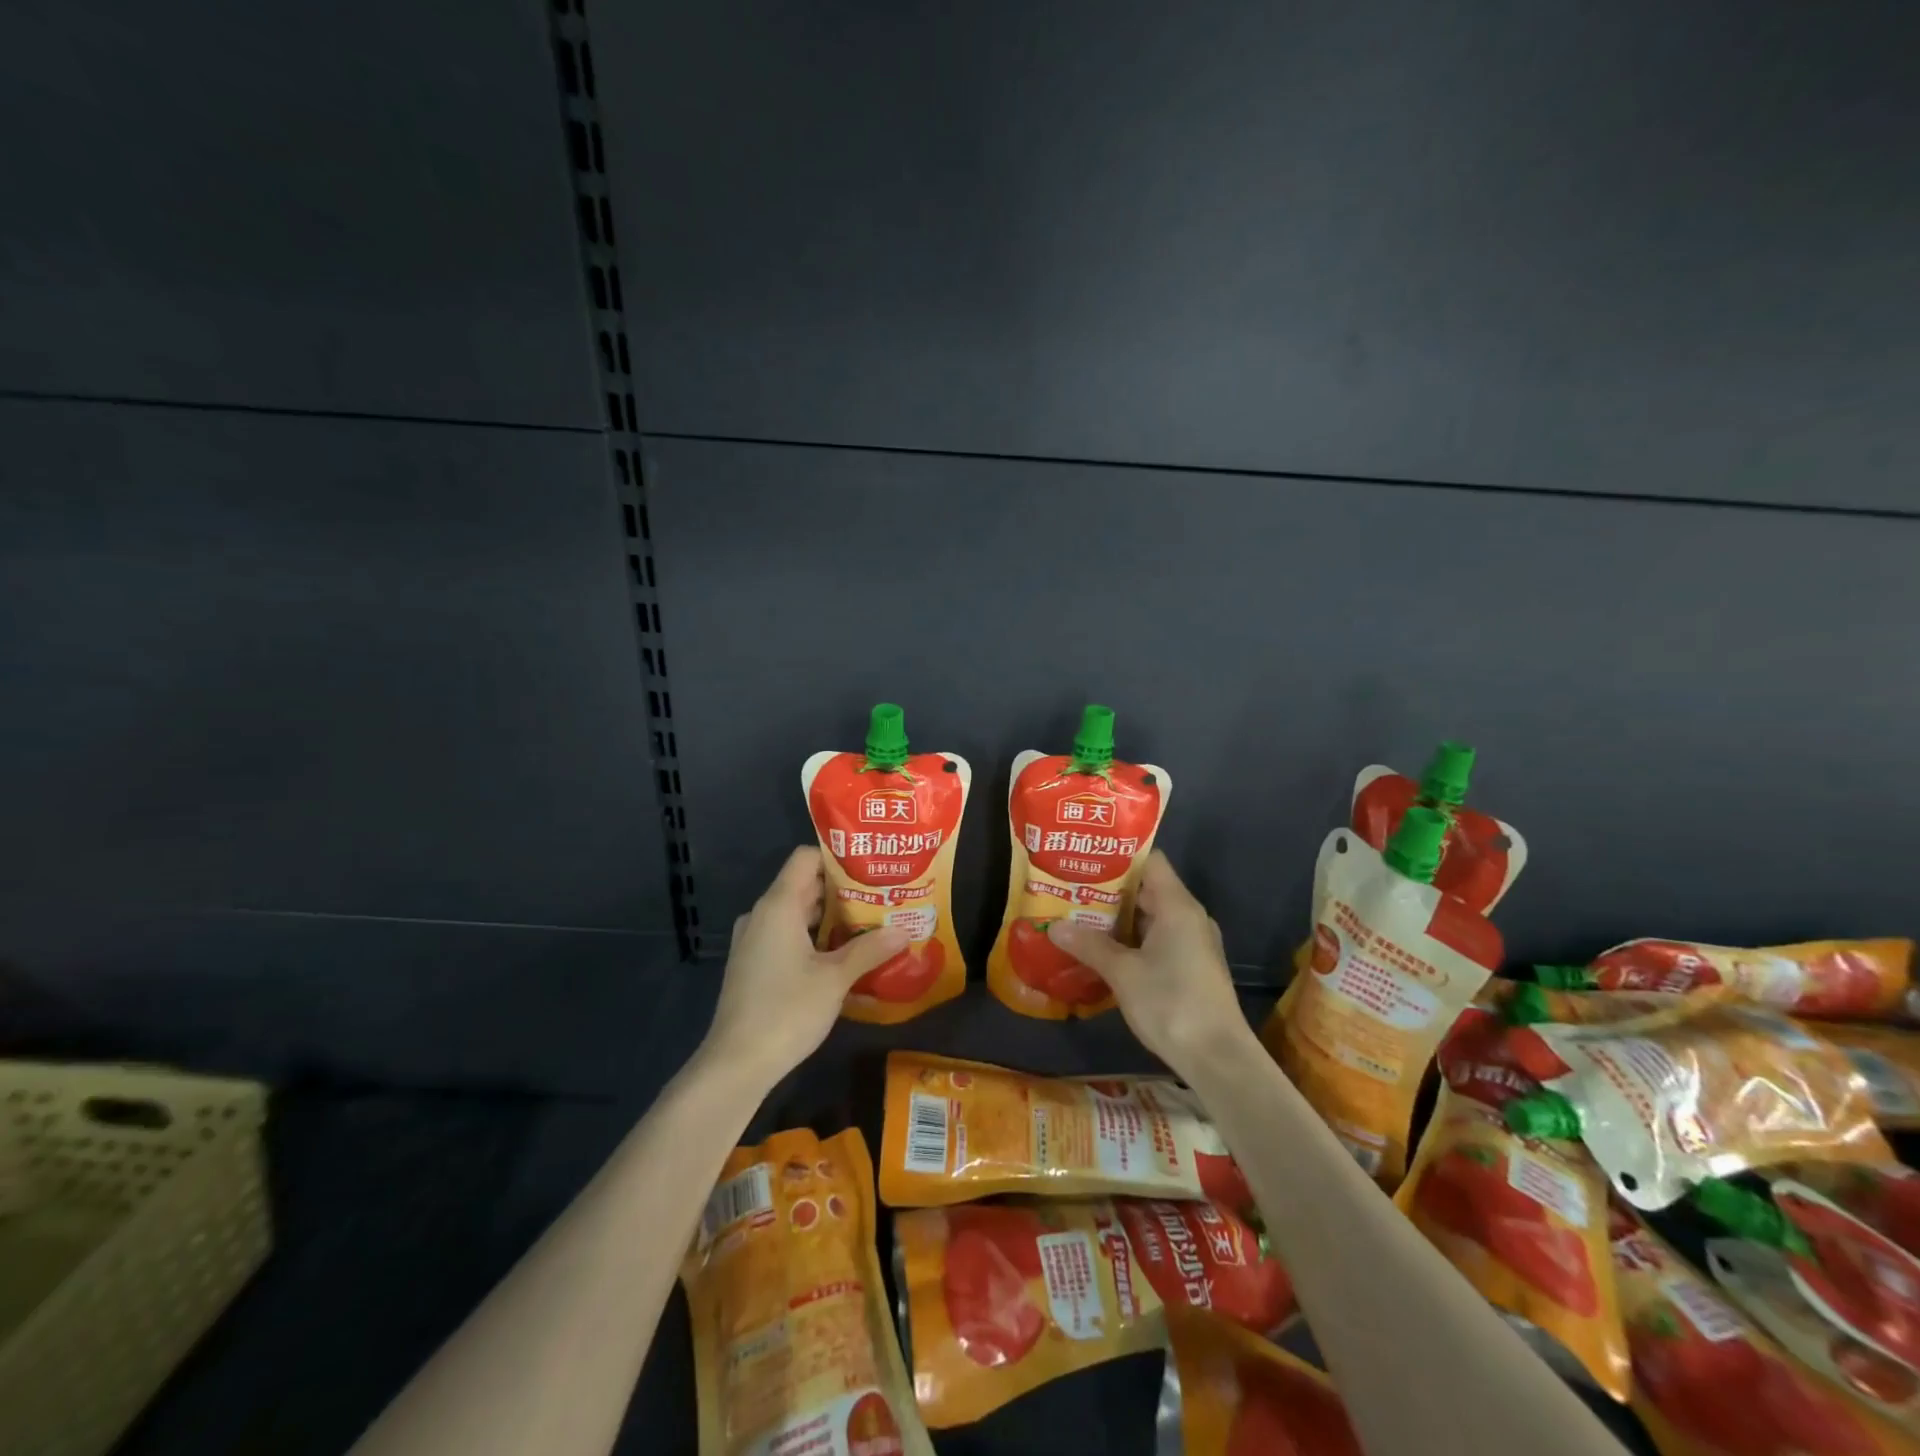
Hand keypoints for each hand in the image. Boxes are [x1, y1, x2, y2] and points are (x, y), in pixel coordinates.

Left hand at [701, 847, 908, 1083]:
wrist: (736, 1065)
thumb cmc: (786, 1011)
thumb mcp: (835, 979)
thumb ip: (870, 949)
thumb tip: (905, 930)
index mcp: (778, 905)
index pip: (805, 858)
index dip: (837, 856)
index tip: (870, 865)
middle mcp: (762, 915)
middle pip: (805, 886)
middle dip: (843, 890)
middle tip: (882, 895)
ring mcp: (754, 941)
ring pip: (797, 914)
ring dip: (832, 918)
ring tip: (871, 923)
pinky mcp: (754, 965)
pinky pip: (787, 936)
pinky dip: (814, 938)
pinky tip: (843, 956)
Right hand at [1047, 852, 1252, 1073]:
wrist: (1217, 1058)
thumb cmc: (1171, 1003)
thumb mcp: (1123, 973)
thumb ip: (1089, 945)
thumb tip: (1055, 926)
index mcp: (1177, 906)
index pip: (1150, 861)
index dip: (1119, 857)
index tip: (1087, 858)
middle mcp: (1189, 917)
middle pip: (1148, 889)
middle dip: (1110, 889)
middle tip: (1072, 888)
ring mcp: (1193, 943)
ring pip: (1151, 917)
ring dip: (1119, 918)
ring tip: (1079, 916)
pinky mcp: (1192, 967)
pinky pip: (1158, 939)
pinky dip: (1132, 939)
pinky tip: (1103, 950)